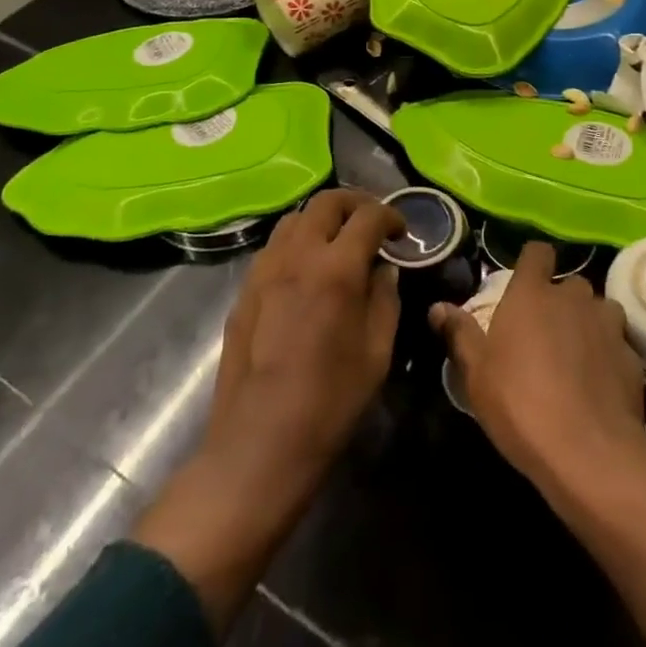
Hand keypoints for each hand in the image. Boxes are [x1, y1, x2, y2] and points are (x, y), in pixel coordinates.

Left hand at [208, 187, 404, 467]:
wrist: (260, 444)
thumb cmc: (330, 402)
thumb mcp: (377, 352)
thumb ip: (385, 300)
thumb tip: (384, 271)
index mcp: (335, 269)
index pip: (368, 217)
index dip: (390, 216)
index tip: (401, 233)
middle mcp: (296, 256)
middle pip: (326, 202)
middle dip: (355, 203)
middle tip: (372, 224)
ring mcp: (264, 270)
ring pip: (294, 219)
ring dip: (322, 219)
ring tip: (338, 242)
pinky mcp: (244, 290)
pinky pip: (273, 247)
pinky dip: (296, 243)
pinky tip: (306, 272)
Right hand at [431, 240, 645, 485]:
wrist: (588, 450)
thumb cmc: (520, 404)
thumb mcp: (477, 374)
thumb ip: (460, 334)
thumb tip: (438, 307)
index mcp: (532, 294)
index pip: (537, 252)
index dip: (533, 263)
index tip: (526, 283)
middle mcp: (573, 298)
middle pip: (570, 284)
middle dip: (561, 301)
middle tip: (546, 333)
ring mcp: (608, 324)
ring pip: (600, 310)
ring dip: (590, 325)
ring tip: (577, 357)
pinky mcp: (633, 355)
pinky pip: (618, 344)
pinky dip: (609, 356)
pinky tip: (599, 386)